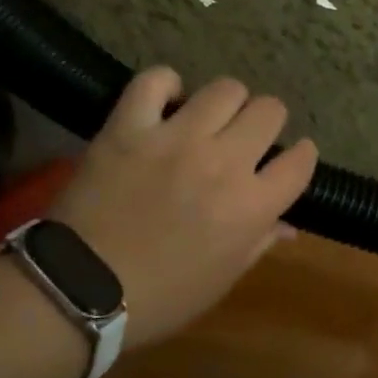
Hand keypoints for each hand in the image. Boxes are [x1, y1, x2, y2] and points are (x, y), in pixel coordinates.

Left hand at [51, 67, 317, 350]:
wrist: (77, 292)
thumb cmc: (160, 297)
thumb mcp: (222, 280)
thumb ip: (259, 241)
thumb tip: (287, 223)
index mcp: (251, 206)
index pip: (300, 160)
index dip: (300, 156)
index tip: (289, 160)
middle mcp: (223, 163)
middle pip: (270, 111)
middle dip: (267, 123)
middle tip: (246, 139)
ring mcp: (175, 139)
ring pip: (226, 89)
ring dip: (226, 103)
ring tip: (209, 119)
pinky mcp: (129, 127)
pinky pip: (155, 81)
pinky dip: (166, 86)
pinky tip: (166, 102)